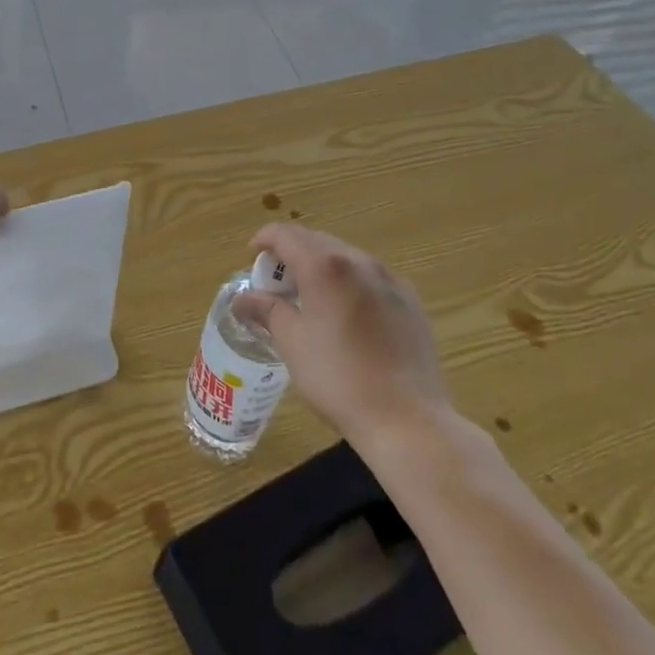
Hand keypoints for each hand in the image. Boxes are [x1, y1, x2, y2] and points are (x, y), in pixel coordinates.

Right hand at [233, 222, 450, 440]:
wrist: (407, 419)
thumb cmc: (338, 378)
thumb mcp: (292, 343)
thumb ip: (267, 310)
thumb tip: (243, 298)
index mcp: (325, 267)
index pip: (286, 235)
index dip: (264, 239)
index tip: (252, 257)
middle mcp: (359, 261)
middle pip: (317, 240)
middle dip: (292, 252)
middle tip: (277, 283)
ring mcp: (390, 280)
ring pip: (346, 256)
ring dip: (322, 265)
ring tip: (310, 297)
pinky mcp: (411, 301)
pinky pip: (371, 277)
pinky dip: (350, 281)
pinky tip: (347, 313)